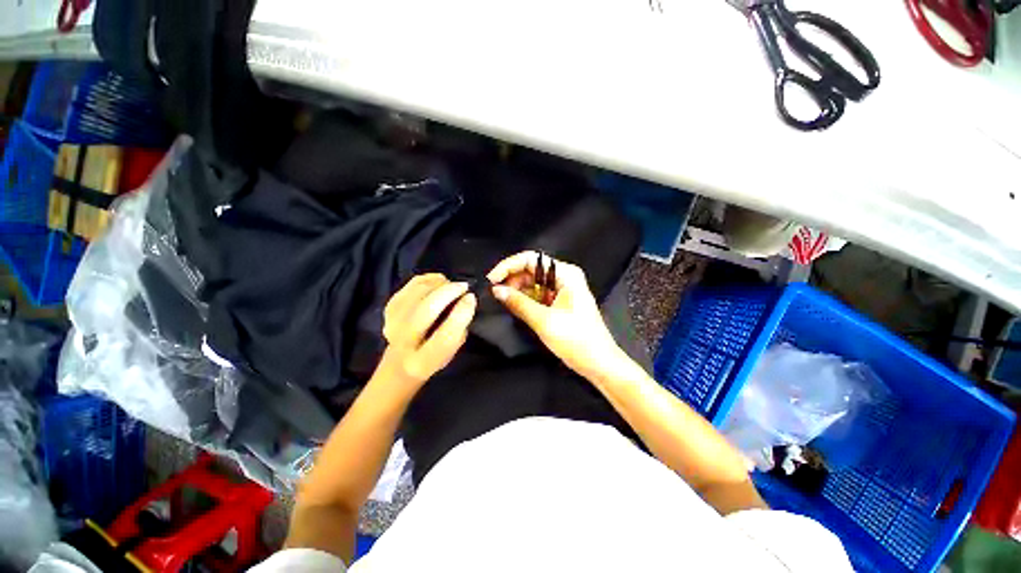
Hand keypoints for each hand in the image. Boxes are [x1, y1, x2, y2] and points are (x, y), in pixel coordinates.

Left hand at [377, 273, 476, 388]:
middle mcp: (403, 344)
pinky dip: (429, 279)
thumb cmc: (434, 356)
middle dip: (448, 292)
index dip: (461, 314)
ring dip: (439, 284)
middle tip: (463, 286)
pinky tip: (439, 282)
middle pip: (425, 310)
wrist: (401, 362)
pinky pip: (411, 285)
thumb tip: (465, 300)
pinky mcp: (389, 307)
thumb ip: (459, 329)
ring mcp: (392, 323)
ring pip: (417, 293)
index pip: (445, 337)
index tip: (471, 298)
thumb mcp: (452, 352)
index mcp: (423, 362)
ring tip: (451, 285)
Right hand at [488, 251, 622, 377]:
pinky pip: (538, 295)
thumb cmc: (576, 340)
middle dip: (512, 279)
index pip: (531, 259)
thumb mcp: (544, 320)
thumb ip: (518, 302)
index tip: (492, 279)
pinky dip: (525, 299)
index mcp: (566, 274)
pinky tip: (513, 305)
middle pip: (532, 269)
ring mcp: (563, 290)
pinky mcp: (560, 302)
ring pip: (533, 282)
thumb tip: (496, 290)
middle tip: (494, 292)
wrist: (599, 363)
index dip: (509, 266)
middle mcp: (564, 277)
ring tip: (501, 300)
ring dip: (517, 289)